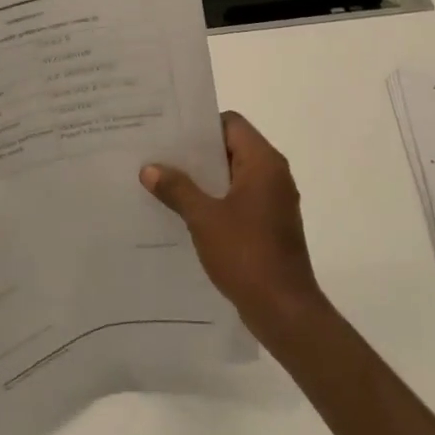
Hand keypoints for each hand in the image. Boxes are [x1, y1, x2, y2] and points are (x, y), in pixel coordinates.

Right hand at [141, 111, 324, 344]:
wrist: (284, 310)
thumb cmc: (247, 255)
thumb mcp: (204, 219)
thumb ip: (177, 189)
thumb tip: (149, 168)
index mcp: (263, 163)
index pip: (231, 123)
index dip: (201, 125)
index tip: (169, 133)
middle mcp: (273, 174)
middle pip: (231, 148)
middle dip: (195, 153)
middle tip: (158, 155)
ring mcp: (273, 201)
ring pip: (232, 176)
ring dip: (203, 179)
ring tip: (164, 182)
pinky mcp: (269, 224)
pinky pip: (237, 199)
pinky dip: (214, 200)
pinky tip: (184, 212)